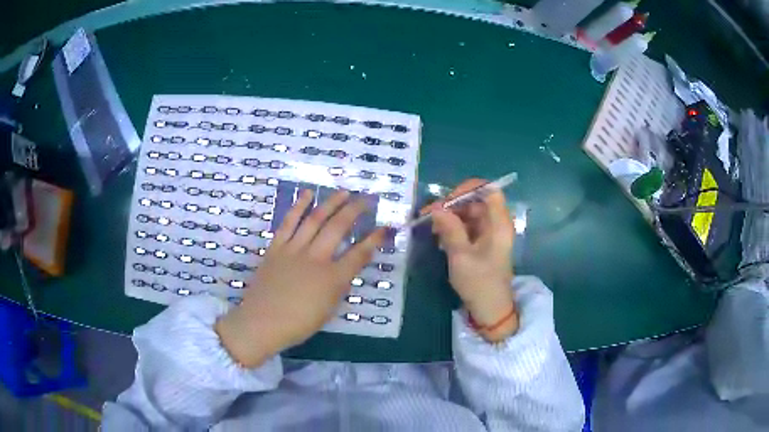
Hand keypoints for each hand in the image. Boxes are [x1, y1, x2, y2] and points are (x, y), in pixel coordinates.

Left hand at [216, 189, 384, 366]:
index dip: (374, 240)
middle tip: (366, 199)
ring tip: (343, 191)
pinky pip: (288, 222)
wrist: (261, 322)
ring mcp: (294, 250)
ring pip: (315, 219)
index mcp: (332, 279)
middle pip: (338, 228)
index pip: (359, 254)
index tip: (384, 227)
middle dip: (355, 210)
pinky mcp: (276, 247)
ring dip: (331, 203)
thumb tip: (346, 269)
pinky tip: (307, 194)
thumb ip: (339, 286)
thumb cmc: (298, 324)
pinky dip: (298, 206)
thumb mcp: (328, 310)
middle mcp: (316, 258)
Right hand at [424, 179, 517, 340]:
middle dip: (452, 205)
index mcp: (499, 223)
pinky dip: (453, 229)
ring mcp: (490, 234)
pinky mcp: (482, 243)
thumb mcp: (461, 256)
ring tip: (433, 231)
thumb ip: (449, 229)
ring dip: (450, 218)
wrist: (490, 310)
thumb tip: (435, 207)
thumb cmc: (479, 283)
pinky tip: (441, 240)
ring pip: (469, 214)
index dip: (468, 188)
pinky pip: (467, 227)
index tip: (446, 200)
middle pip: (475, 201)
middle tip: (430, 216)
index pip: (489, 190)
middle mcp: (496, 224)